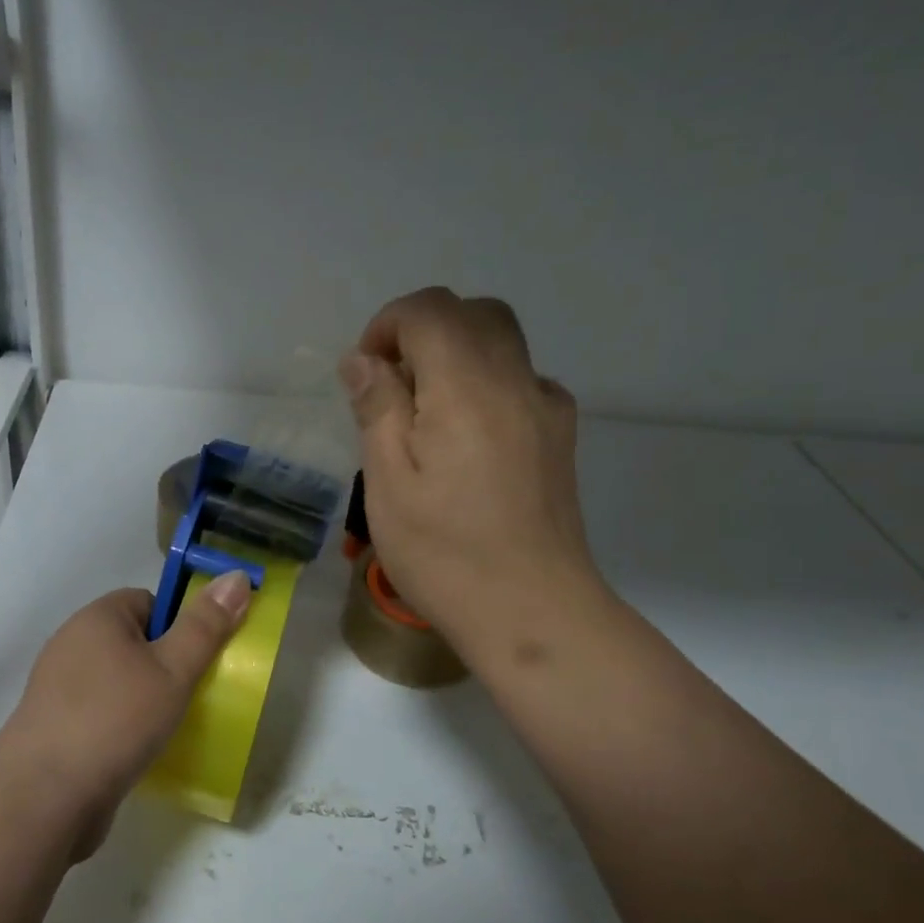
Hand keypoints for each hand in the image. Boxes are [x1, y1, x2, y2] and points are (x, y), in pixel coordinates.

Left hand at [0, 574, 251, 855]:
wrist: (44, 797)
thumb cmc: (115, 720)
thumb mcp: (173, 669)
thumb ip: (206, 626)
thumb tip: (236, 575)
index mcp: (98, 617)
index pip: (149, 601)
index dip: (180, 625)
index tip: (200, 659)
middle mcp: (73, 644)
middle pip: (135, 642)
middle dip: (166, 665)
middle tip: (194, 694)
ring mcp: (60, 688)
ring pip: (119, 681)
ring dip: (146, 700)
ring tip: (173, 726)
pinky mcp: (56, 727)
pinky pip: (102, 713)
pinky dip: (123, 727)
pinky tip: (141, 751)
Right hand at [338, 287, 609, 664]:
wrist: (533, 612)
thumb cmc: (444, 553)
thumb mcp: (388, 482)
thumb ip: (377, 407)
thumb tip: (363, 358)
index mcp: (467, 386)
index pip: (430, 310)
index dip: (388, 325)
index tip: (365, 373)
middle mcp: (516, 381)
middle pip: (474, 314)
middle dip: (424, 331)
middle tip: (392, 386)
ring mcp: (546, 408)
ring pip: (503, 343)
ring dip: (456, 354)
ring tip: (425, 415)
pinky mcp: (560, 437)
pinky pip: (521, 380)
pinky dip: (486, 383)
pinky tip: (467, 439)